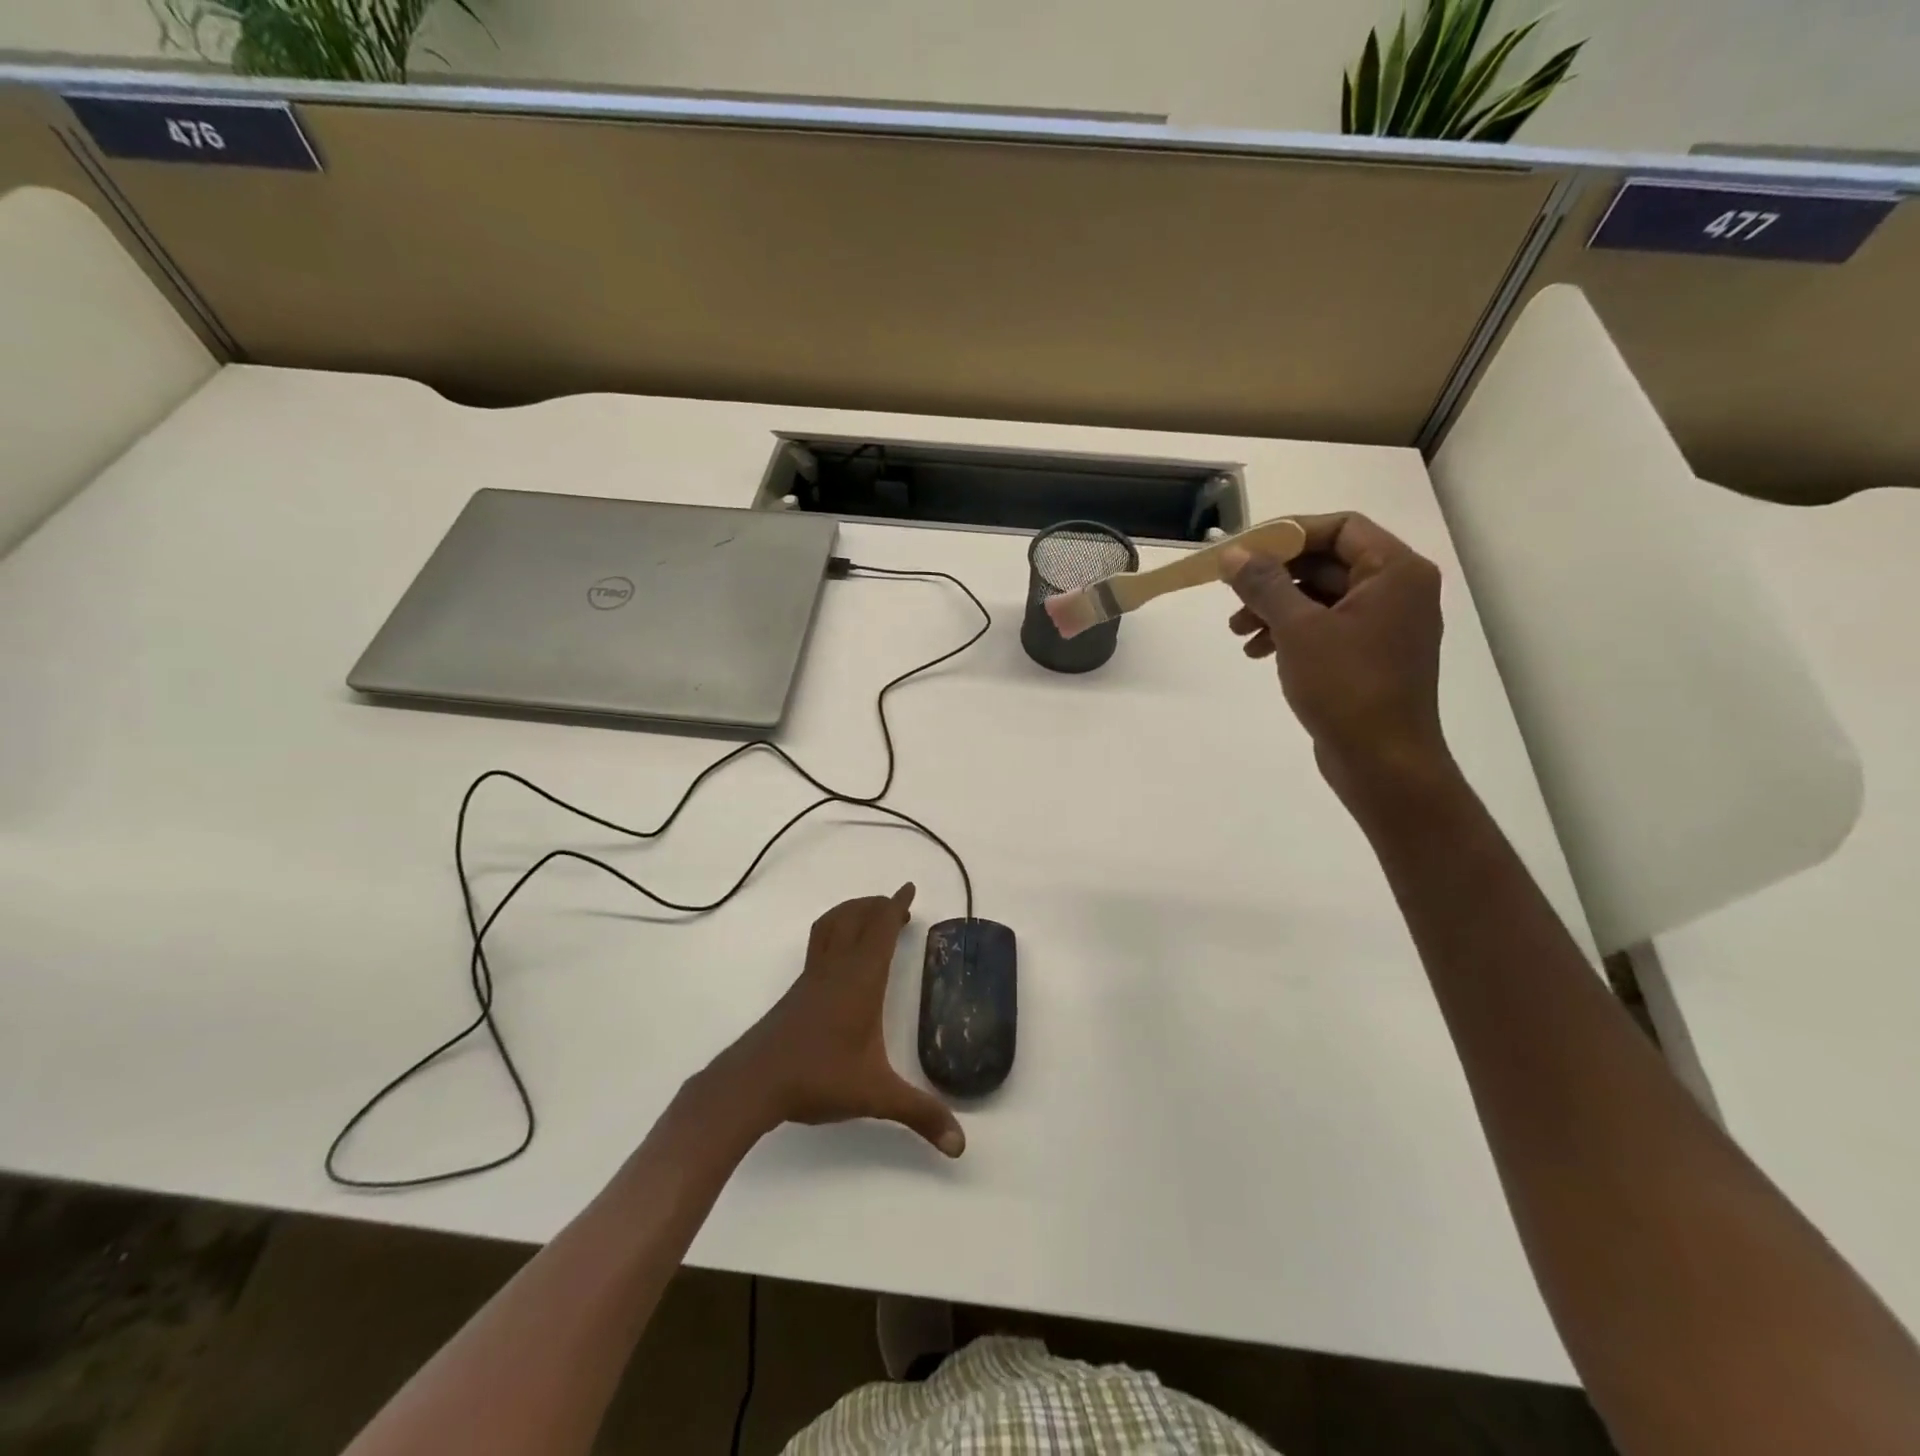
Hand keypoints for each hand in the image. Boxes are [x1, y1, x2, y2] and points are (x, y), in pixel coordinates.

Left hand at [717, 884, 964, 1157]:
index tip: (908, 888)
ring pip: (832, 927)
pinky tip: (839, 957)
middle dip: (877, 905)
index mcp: (861, 980)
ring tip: (868, 917)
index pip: (882, 930)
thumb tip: (961, 1144)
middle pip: (856, 919)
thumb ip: (920, 1114)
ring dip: (852, 913)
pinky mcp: (797, 992)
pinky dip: (834, 932)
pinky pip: (820, 945)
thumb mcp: (875, 1096)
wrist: (753, 1082)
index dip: (896, 907)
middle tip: (896, 904)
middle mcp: (837, 969)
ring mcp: (812, 978)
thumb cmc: (818, 1078)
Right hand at [1224, 512, 1449, 803]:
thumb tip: (1232, 554)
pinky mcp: (1369, 657)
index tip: (1245, 551)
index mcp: (1395, 572)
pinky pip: (1326, 628)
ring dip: (1276, 608)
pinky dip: (1291, 633)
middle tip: (1232, 594)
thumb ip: (1264, 584)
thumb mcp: (1298, 629)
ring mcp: (1385, 626)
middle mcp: (1398, 591)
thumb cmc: (1347, 687)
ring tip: (1238, 632)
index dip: (1290, 533)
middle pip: (1327, 563)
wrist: (1383, 762)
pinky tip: (1258, 652)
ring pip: (1322, 598)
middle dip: (1275, 578)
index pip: (1340, 527)